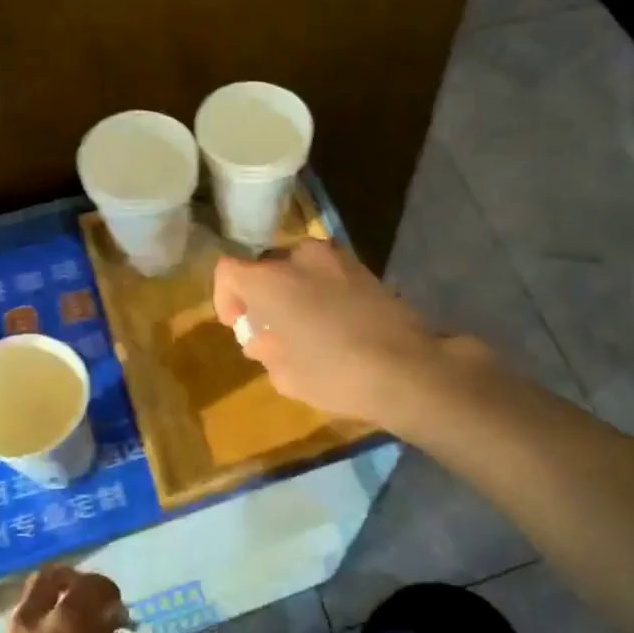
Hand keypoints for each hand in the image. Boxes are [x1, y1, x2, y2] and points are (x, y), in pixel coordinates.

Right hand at [212, 239, 484, 425]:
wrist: (408, 369)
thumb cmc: (335, 374)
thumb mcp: (286, 375)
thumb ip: (265, 350)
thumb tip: (261, 339)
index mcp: (272, 280)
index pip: (228, 271)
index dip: (226, 297)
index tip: (238, 325)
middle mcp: (301, 257)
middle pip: (266, 267)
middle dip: (261, 296)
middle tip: (270, 331)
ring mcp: (337, 258)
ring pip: (299, 268)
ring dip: (292, 292)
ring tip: (304, 329)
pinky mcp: (365, 268)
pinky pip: (327, 274)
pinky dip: (320, 292)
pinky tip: (333, 325)